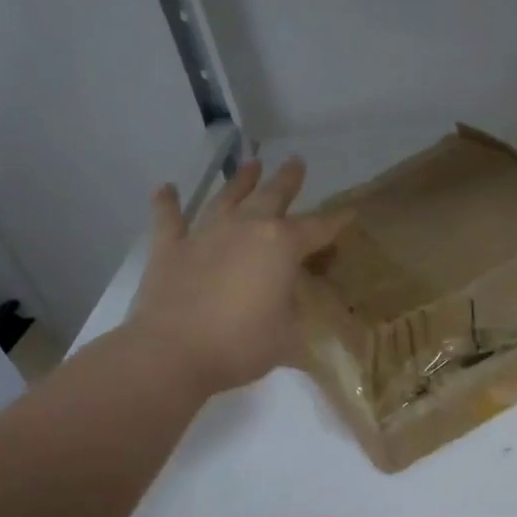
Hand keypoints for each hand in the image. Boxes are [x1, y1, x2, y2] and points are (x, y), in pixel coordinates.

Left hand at [125, 157, 350, 394]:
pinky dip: (167, 202)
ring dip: (241, 181)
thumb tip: (295, 307)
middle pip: (271, 196)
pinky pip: (168, 218)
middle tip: (295, 162)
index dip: (337, 221)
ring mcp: (204, 235)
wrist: (174, 354)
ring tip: (251, 164)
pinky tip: (166, 188)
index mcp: (281, 246)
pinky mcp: (169, 249)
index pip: (318, 228)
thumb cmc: (242, 346)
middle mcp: (245, 229)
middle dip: (287, 180)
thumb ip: (294, 314)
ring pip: (226, 198)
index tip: (350, 212)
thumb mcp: (288, 336)